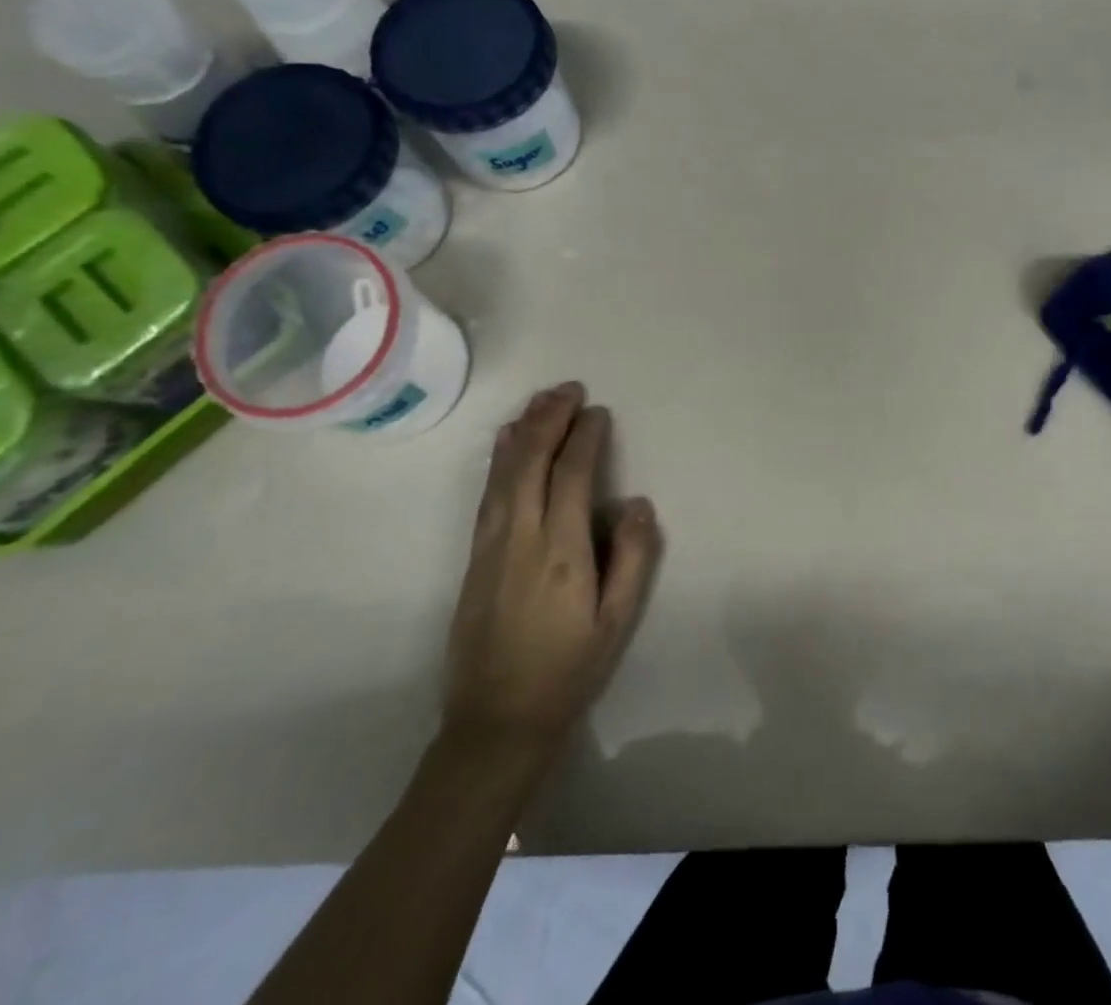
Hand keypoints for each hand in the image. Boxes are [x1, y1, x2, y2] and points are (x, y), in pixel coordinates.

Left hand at [442, 382, 661, 760]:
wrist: (495, 722)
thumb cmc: (568, 670)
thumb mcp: (617, 621)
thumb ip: (632, 558)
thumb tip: (636, 502)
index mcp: (560, 551)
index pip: (572, 475)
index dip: (585, 438)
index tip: (598, 412)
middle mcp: (520, 537)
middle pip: (531, 462)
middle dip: (549, 419)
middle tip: (569, 388)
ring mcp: (490, 545)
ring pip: (503, 473)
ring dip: (523, 431)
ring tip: (540, 400)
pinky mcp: (474, 557)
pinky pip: (488, 493)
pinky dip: (499, 459)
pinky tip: (505, 442)